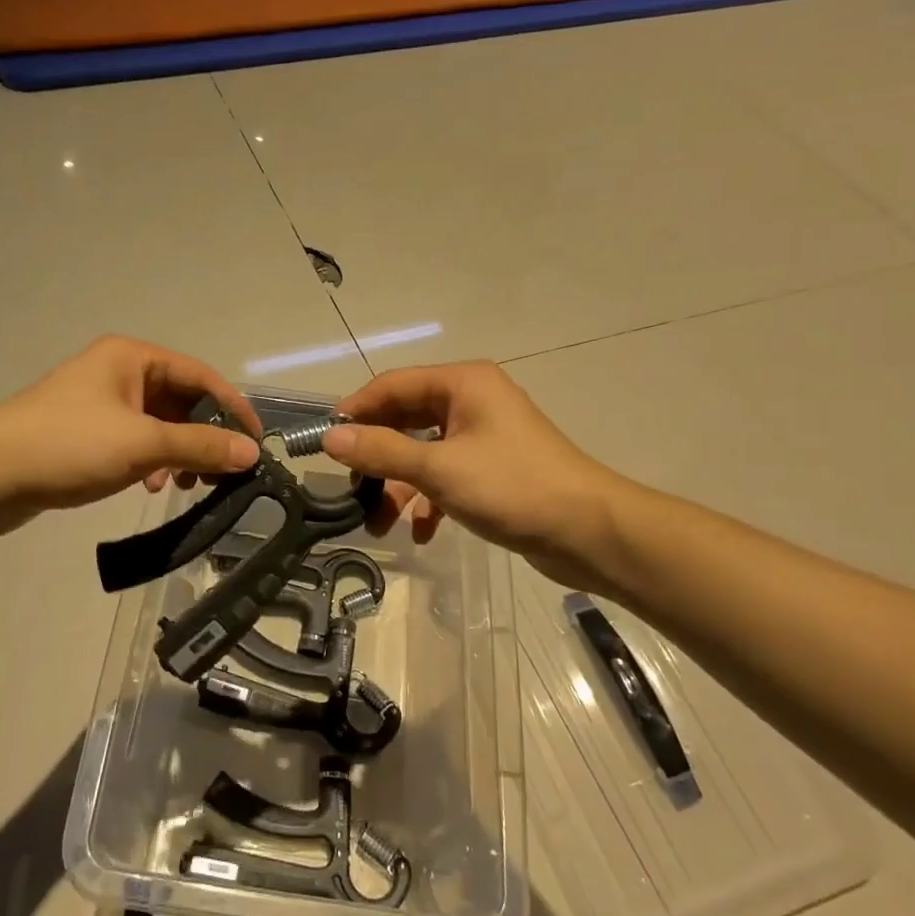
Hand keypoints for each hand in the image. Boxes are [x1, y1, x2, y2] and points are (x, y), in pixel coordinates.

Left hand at [0, 337, 262, 538]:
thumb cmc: (68, 445)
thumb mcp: (142, 444)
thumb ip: (200, 446)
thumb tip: (252, 452)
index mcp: (132, 357)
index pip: (200, 376)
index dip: (233, 408)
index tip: (257, 444)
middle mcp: (119, 372)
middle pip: (181, 401)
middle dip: (204, 436)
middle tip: (222, 473)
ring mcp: (101, 403)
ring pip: (159, 425)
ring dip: (178, 453)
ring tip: (185, 485)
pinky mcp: (87, 434)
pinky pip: (136, 442)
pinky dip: (151, 462)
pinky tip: (150, 487)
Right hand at [322, 362, 625, 589]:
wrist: (589, 532)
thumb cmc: (512, 486)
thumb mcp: (438, 468)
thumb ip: (382, 451)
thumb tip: (329, 437)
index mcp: (463, 383)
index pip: (393, 385)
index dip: (356, 410)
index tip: (325, 442)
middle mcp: (472, 401)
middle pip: (406, 419)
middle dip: (378, 457)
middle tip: (351, 488)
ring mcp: (483, 436)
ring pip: (424, 453)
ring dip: (400, 486)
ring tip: (380, 523)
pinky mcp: (493, 470)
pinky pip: (446, 476)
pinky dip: (429, 501)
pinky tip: (421, 532)